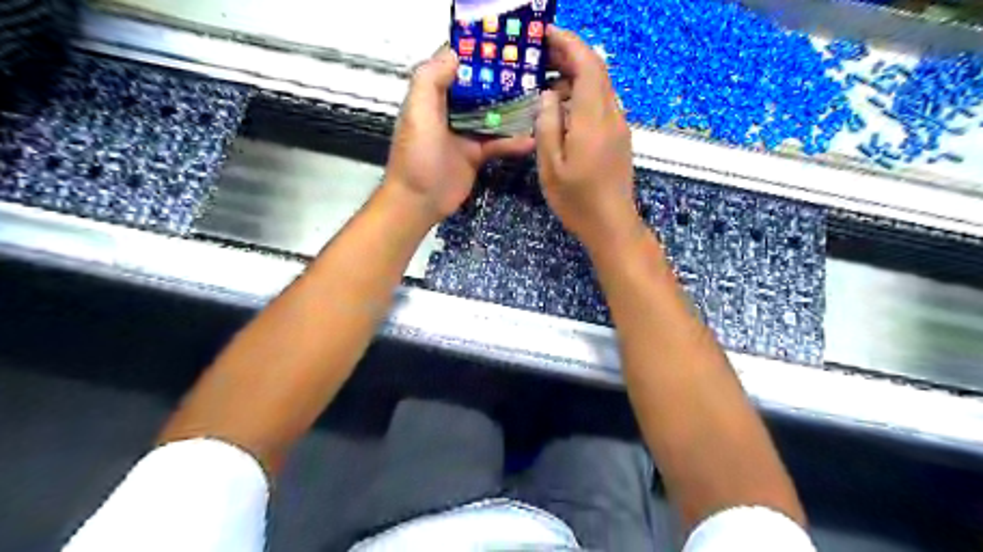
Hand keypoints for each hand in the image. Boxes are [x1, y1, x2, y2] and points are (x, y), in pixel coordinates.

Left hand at [386, 46, 535, 222]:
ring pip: (492, 115)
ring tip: (539, 99)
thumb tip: (455, 52)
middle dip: (501, 78)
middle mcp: (450, 110)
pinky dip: (514, 142)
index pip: (455, 65)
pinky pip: (498, 143)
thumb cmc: (416, 156)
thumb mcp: (418, 112)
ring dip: (512, 109)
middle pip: (479, 88)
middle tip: (532, 68)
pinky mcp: (477, 155)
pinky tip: (532, 139)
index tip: (503, 41)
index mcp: (433, 96)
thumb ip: (430, 80)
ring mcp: (465, 133)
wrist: (419, 201)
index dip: (476, 52)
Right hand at [537, 27, 638, 250]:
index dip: (569, 43)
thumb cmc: (577, 200)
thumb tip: (548, 95)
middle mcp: (612, 116)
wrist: (611, 224)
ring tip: (545, 82)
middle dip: (570, 55)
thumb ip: (548, 125)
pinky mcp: (619, 137)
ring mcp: (619, 126)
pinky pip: (601, 104)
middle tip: (540, 55)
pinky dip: (582, 94)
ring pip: (600, 87)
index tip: (546, 33)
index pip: (588, 65)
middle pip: (597, 70)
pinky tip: (562, 108)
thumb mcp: (551, 166)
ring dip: (575, 76)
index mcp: (594, 119)